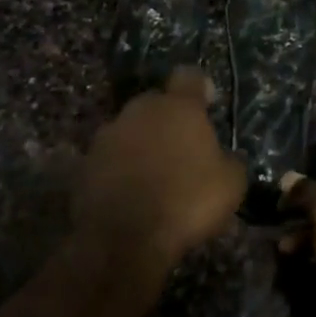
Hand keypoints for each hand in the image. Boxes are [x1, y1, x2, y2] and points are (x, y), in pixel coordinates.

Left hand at [73, 69, 247, 272]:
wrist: (124, 240)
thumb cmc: (187, 201)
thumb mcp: (231, 184)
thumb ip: (229, 160)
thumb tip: (224, 158)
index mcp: (178, 107)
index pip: (189, 77)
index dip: (200, 88)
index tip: (207, 104)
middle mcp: (139, 111)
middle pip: (155, 103)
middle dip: (167, 119)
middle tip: (182, 148)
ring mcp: (106, 137)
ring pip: (129, 131)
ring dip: (141, 145)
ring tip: (154, 176)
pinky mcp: (84, 165)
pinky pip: (109, 159)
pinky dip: (120, 170)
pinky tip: (131, 194)